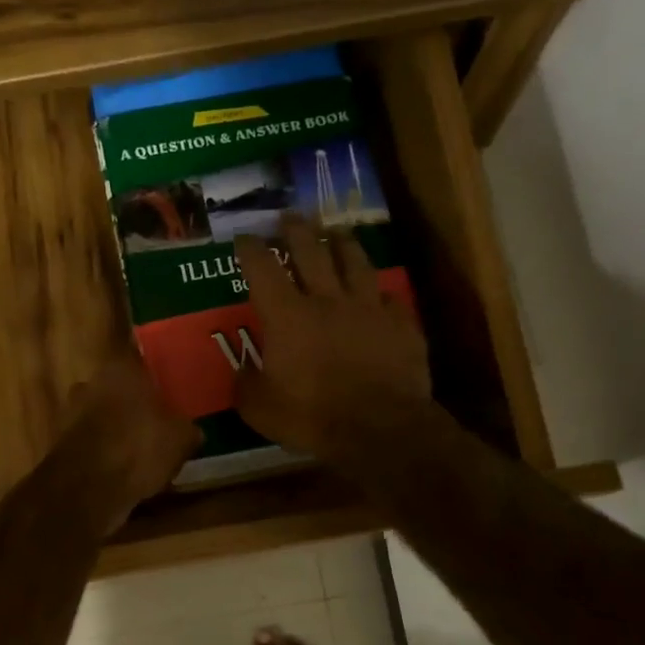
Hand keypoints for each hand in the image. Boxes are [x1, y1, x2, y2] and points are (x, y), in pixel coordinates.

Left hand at [65, 352, 200, 531]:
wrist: (87, 488)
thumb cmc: (138, 448)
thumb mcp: (181, 439)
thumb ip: (188, 429)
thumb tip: (192, 431)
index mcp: (121, 369)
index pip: (140, 359)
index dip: (156, 375)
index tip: (169, 389)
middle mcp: (91, 382)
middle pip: (119, 389)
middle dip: (135, 404)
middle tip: (158, 422)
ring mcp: (72, 412)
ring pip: (103, 415)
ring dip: (118, 429)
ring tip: (141, 451)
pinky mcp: (62, 443)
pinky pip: (93, 441)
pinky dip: (105, 452)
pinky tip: (122, 469)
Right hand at [232, 214, 432, 459]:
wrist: (379, 428)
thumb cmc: (312, 417)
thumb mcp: (260, 409)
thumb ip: (247, 385)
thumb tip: (243, 371)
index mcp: (288, 316)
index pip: (262, 269)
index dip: (250, 249)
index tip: (243, 238)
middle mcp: (327, 300)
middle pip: (311, 250)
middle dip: (296, 229)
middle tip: (289, 216)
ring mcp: (369, 309)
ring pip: (355, 263)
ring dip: (343, 244)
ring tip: (336, 233)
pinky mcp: (401, 325)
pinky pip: (390, 299)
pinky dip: (381, 294)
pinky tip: (381, 295)